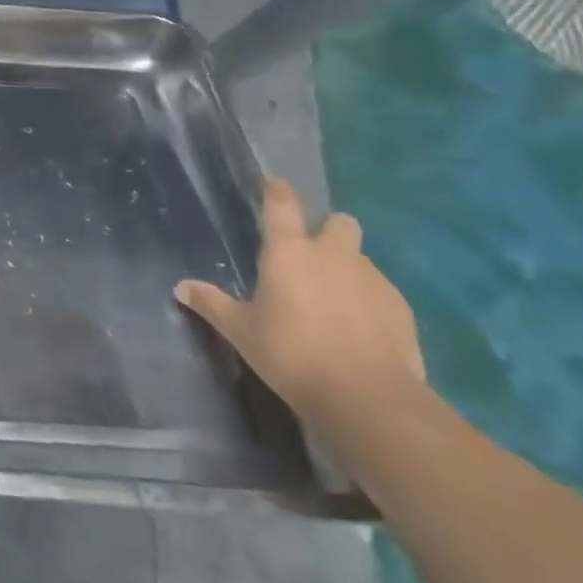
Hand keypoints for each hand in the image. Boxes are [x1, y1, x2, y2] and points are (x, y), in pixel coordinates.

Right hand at [174, 177, 423, 428]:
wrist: (367, 397)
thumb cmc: (291, 353)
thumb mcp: (241, 331)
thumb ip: (212, 304)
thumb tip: (181, 288)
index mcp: (289, 251)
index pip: (282, 204)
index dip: (278, 191)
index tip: (275, 184)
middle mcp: (332, 255)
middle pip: (338, 223)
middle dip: (328, 231)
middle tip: (311, 256)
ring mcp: (373, 279)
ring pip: (360, 258)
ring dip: (347, 269)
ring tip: (332, 302)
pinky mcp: (401, 308)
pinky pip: (380, 291)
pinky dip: (368, 301)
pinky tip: (358, 330)